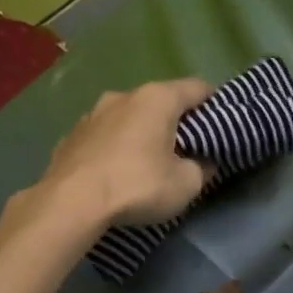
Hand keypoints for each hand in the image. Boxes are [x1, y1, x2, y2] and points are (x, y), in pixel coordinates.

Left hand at [38, 79, 213, 227]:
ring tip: (148, 160)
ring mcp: (92, 114)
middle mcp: (123, 96)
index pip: (198, 88)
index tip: (222, 123)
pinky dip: (115, 147)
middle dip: (176, 120)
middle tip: (188, 146)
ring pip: (128, 117)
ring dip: (141, 132)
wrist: (70, 204)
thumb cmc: (137, 186)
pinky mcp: (70, 136)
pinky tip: (115, 170)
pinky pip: (103, 136)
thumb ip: (202, 168)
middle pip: (160, 101)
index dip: (214, 103)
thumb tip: (203, 162)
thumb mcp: (186, 184)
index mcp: (157, 99)